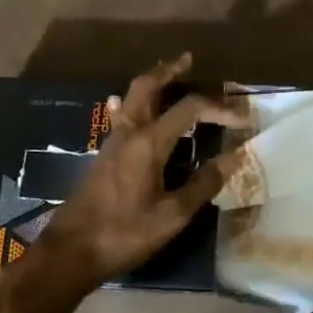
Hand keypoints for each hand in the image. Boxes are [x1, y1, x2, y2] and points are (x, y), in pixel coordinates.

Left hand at [32, 54, 242, 290]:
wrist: (70, 252)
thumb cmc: (124, 233)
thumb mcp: (172, 215)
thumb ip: (203, 184)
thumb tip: (234, 158)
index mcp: (148, 142)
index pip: (189, 109)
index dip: (219, 109)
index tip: (242, 119)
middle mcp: (128, 133)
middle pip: (147, 86)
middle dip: (169, 70)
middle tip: (188, 60)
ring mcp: (112, 143)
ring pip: (130, 98)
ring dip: (151, 83)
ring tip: (167, 76)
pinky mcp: (103, 156)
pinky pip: (119, 118)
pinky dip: (131, 105)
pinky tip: (128, 110)